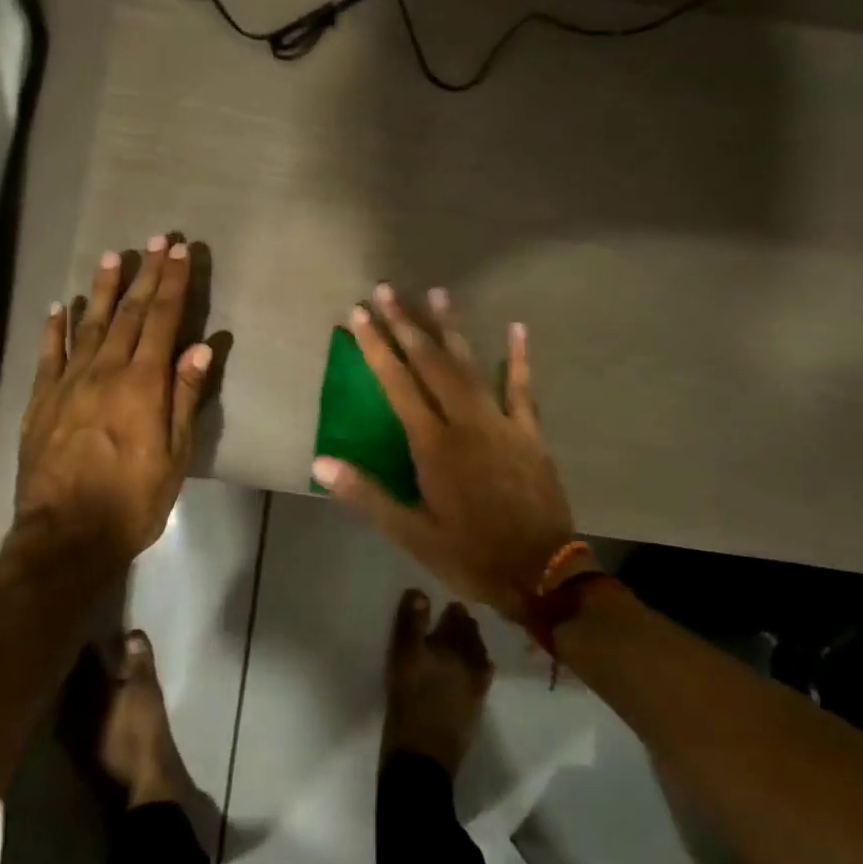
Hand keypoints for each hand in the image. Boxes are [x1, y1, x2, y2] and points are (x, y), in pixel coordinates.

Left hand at [15, 237, 213, 571]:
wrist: (65, 536)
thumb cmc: (132, 500)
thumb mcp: (174, 456)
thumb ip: (185, 398)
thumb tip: (200, 348)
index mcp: (142, 384)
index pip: (163, 321)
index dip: (173, 283)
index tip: (180, 251)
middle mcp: (105, 372)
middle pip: (130, 313)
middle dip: (145, 274)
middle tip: (155, 239)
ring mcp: (68, 383)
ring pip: (89, 325)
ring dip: (103, 290)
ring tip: (112, 257)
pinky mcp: (40, 401)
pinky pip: (48, 355)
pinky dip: (55, 328)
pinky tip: (61, 306)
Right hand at [313, 285, 573, 621]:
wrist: (541, 574)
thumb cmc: (469, 554)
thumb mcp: (410, 533)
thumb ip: (366, 494)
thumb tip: (321, 461)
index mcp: (432, 445)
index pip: (397, 384)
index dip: (376, 346)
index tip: (360, 314)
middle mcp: (465, 422)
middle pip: (430, 363)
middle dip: (406, 323)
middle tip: (386, 289)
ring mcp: (501, 423)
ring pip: (470, 365)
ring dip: (450, 328)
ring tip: (435, 292)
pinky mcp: (529, 432)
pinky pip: (522, 387)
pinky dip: (518, 357)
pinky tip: (517, 327)